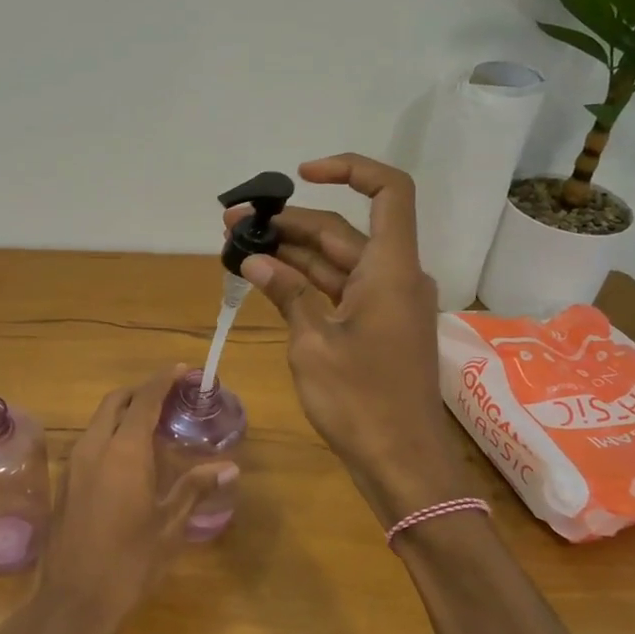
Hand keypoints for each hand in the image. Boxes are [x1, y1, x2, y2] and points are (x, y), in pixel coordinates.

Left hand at [36, 365, 237, 633]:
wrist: (73, 603)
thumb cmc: (129, 564)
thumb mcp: (169, 527)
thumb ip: (195, 488)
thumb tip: (228, 466)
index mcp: (123, 452)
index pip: (144, 400)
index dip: (162, 380)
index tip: (182, 369)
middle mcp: (94, 448)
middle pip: (115, 402)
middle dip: (141, 392)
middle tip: (169, 396)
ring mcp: (73, 465)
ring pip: (98, 421)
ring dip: (123, 413)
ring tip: (153, 426)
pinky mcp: (64, 483)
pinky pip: (89, 443)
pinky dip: (110, 435)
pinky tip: (129, 458)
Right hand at [227, 154, 465, 524]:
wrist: (401, 463)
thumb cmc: (360, 401)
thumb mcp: (313, 343)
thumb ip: (286, 293)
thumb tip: (255, 260)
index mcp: (391, 269)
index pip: (388, 192)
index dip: (349, 170)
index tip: (302, 175)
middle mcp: (393, 277)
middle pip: (342, 231)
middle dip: (289, 222)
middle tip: (233, 224)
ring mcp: (384, 305)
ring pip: (336, 262)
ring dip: (290, 253)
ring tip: (238, 247)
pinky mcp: (374, 329)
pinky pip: (337, 291)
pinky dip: (304, 283)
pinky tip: (265, 280)